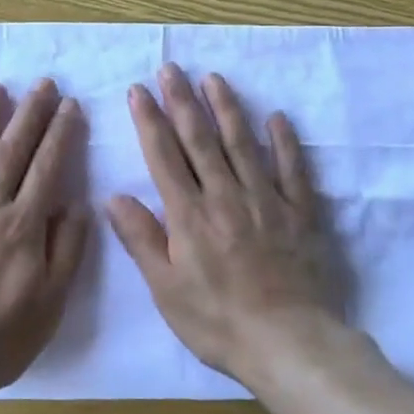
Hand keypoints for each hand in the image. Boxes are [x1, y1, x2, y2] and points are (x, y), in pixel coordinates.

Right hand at [108, 65, 339, 382]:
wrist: (289, 344)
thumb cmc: (218, 322)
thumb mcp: (166, 289)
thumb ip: (141, 239)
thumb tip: (114, 196)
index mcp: (189, 215)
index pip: (163, 156)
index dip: (149, 120)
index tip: (138, 90)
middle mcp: (225, 196)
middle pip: (200, 140)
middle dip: (182, 101)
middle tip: (171, 68)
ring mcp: (266, 201)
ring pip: (242, 144)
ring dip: (226, 108)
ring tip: (213, 78)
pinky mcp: (300, 213)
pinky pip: (292, 169)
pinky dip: (284, 142)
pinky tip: (276, 117)